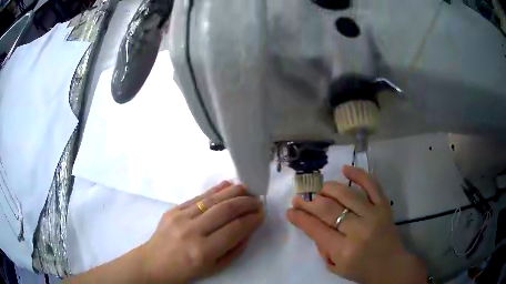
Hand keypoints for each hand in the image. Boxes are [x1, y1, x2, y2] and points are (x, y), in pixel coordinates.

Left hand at [141, 181, 264, 282]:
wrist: (154, 263)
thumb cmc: (186, 270)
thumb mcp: (214, 268)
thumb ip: (234, 249)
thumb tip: (248, 228)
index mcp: (203, 251)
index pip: (235, 229)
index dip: (252, 219)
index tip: (262, 213)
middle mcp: (192, 231)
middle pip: (225, 210)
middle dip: (246, 202)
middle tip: (258, 199)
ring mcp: (180, 217)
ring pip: (212, 199)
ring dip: (233, 192)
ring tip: (247, 188)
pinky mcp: (173, 209)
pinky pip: (197, 197)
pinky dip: (215, 190)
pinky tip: (227, 185)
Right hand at [287, 166, 426, 283]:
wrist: (391, 265)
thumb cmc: (362, 270)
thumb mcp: (336, 268)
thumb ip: (323, 248)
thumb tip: (315, 225)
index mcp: (344, 250)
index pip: (316, 229)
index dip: (300, 218)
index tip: (290, 210)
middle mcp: (358, 230)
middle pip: (328, 209)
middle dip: (309, 202)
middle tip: (299, 198)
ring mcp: (373, 215)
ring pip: (346, 194)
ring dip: (327, 188)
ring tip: (319, 189)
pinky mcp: (384, 206)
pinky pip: (371, 185)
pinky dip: (358, 174)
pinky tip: (345, 169)